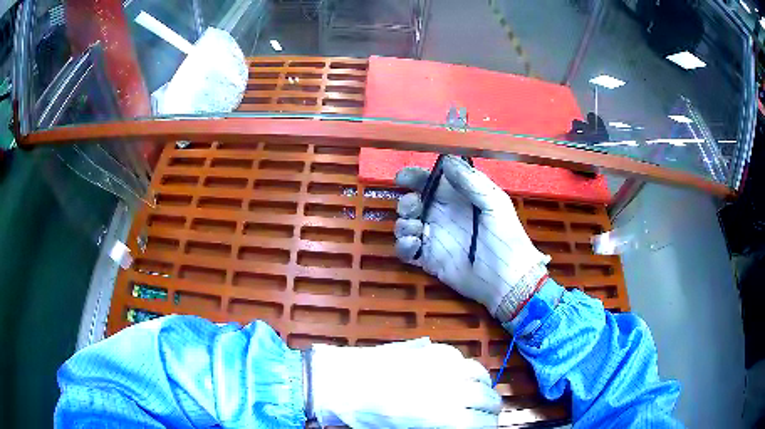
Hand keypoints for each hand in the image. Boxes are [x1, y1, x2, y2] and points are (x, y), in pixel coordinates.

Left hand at [310, 338, 500, 427]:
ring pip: (480, 375)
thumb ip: (442, 426)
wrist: (342, 382)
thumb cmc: (368, 416)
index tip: (485, 426)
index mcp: (441, 417)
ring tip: (480, 392)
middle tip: (486, 411)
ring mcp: (442, 366)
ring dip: (484, 386)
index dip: (488, 426)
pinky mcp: (431, 350)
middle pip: (488, 398)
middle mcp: (449, 390)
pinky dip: (467, 369)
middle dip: (491, 407)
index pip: (483, 423)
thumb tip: (461, 424)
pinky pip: (461, 359)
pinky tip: (460, 375)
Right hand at [394, 155, 549, 321]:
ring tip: (418, 229)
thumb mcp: (494, 202)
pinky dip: (403, 245)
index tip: (403, 178)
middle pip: (413, 203)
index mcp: (457, 199)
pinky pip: (406, 250)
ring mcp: (434, 238)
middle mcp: (442, 216)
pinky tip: (414, 244)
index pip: (430, 183)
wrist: (505, 277)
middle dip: (407, 203)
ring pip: (406, 225)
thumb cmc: (504, 236)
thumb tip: (446, 161)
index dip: (414, 177)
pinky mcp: (428, 259)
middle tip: (414, 207)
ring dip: (404, 224)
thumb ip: (471, 180)